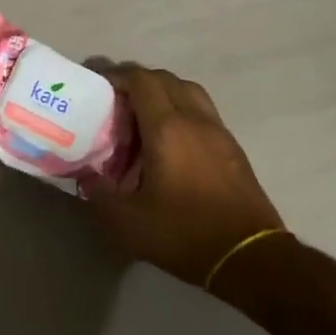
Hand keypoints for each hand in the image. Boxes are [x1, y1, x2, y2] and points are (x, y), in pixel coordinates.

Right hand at [85, 64, 286, 291]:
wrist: (249, 257)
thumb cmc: (184, 233)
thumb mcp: (128, 221)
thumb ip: (100, 193)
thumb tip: (86, 176)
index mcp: (166, 128)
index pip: (141, 80)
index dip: (117, 76)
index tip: (98, 87)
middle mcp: (194, 119)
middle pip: (165, 79)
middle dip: (138, 82)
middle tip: (116, 104)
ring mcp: (218, 131)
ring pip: (188, 91)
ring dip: (163, 93)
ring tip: (143, 118)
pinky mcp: (233, 147)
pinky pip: (203, 111)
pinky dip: (182, 110)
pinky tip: (171, 141)